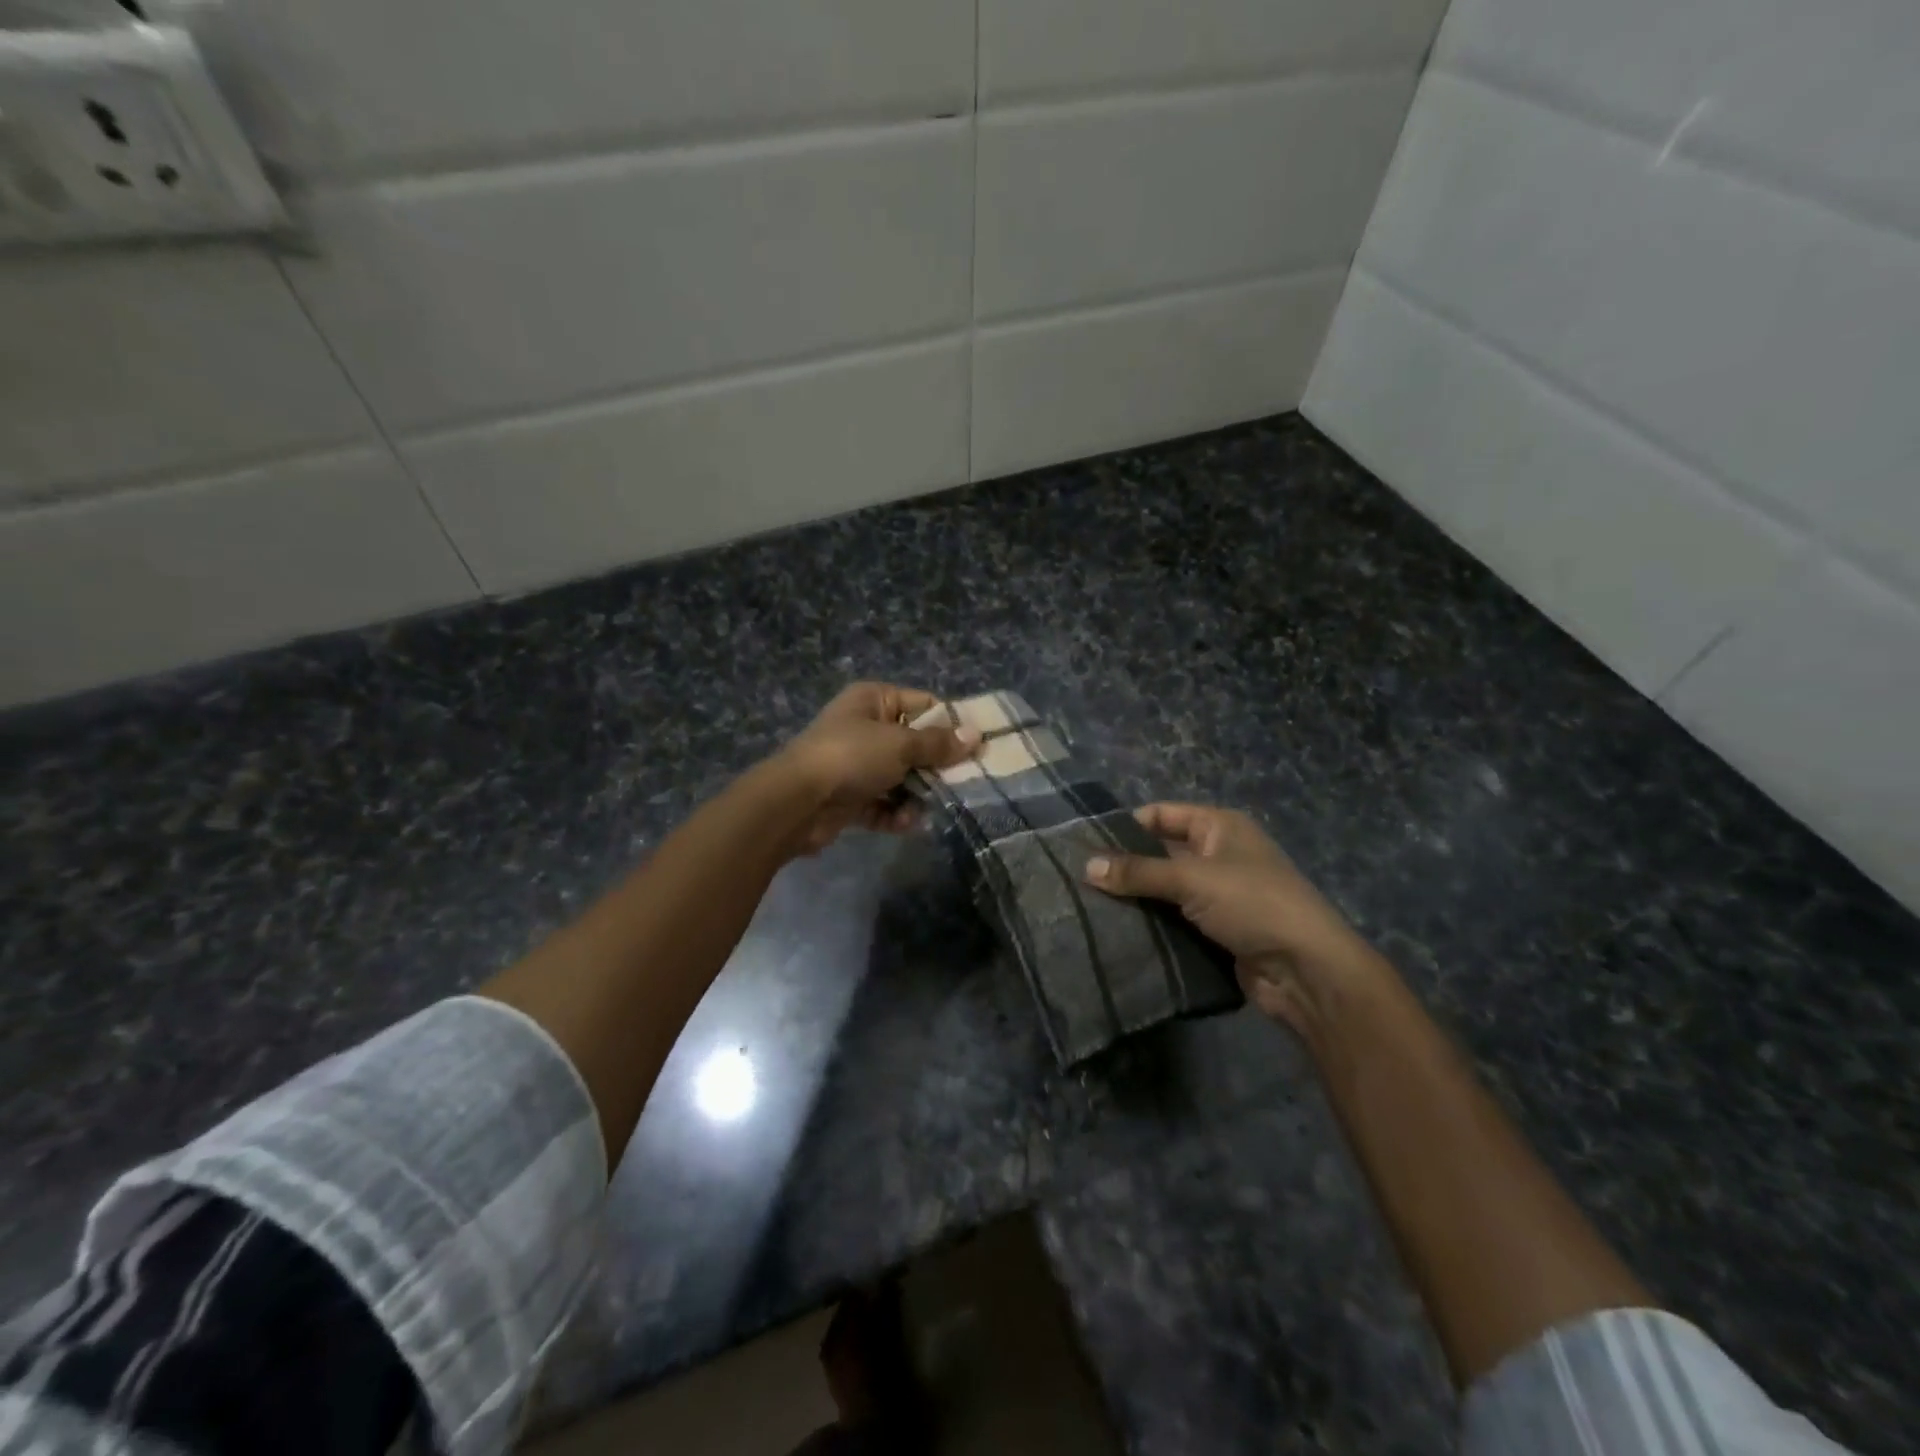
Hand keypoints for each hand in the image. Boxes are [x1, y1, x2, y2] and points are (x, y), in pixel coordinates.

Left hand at [772, 683, 979, 854]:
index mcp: (873, 700)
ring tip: (932, 806)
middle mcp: (865, 728)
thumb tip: (976, 735)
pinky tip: (907, 823)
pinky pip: (884, 804)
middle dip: (937, 766)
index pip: (924, 704)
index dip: (951, 724)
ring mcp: (856, 765)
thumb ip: (938, 744)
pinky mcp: (851, 798)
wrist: (796, 803)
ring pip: (902, 778)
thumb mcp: (900, 745)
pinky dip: (895, 814)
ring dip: (917, 795)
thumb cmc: (851, 757)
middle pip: (915, 745)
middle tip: (965, 782)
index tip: (977, 746)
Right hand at [1083, 803, 1388, 1030]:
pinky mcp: (1218, 930)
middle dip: (1125, 866)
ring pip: (1166, 890)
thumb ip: (1138, 872)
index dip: (1126, 826)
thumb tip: (1086, 867)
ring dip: (1137, 899)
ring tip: (1089, 907)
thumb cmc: (1253, 905)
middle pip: (1161, 853)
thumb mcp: (1192, 879)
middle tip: (1080, 879)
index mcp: (1219, 827)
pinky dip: (1152, 925)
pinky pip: (1176, 920)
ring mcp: (1220, 895)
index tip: (1085, 844)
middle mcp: (1219, 855)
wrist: (1307, 971)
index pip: (1161, 815)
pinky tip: (1119, 932)